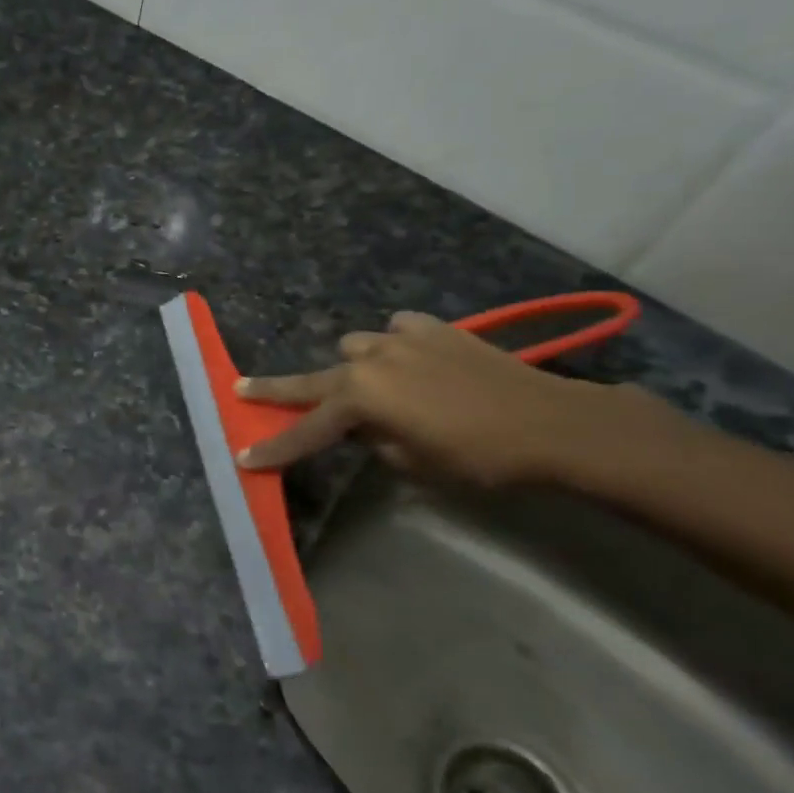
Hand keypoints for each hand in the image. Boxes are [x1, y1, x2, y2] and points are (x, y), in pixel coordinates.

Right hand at [235, 311, 632, 487]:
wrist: (553, 423)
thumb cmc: (478, 457)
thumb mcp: (414, 463)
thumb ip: (375, 442)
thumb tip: (367, 429)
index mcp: (360, 399)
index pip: (305, 430)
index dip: (275, 448)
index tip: (243, 459)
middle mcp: (370, 362)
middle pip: (311, 380)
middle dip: (275, 389)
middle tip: (240, 389)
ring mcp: (401, 339)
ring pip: (354, 348)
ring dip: (352, 368)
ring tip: (369, 386)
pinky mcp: (434, 329)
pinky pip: (398, 331)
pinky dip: (396, 345)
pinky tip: (412, 359)